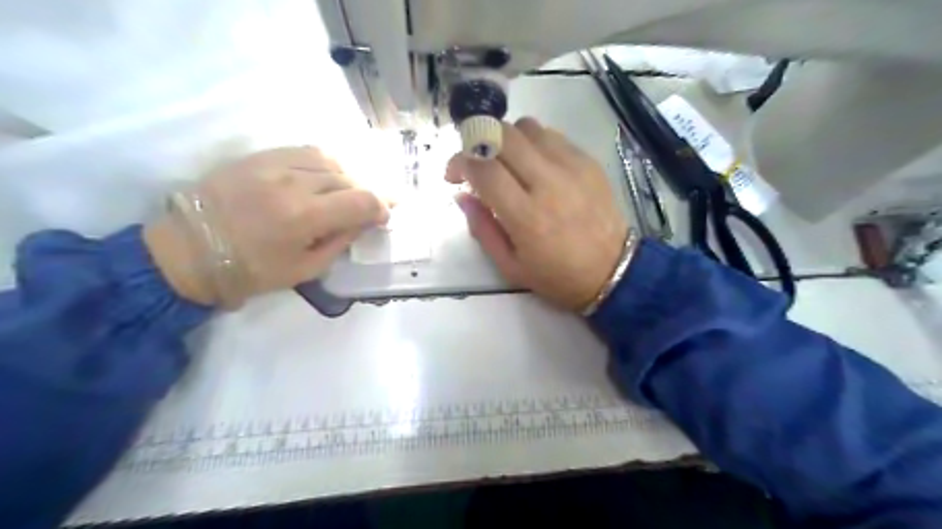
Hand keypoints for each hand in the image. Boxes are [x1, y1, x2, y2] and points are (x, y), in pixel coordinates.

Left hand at [145, 147, 385, 307]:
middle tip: (368, 209)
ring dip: (346, 177)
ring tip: (345, 193)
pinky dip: (323, 163)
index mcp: (305, 217)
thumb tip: (363, 222)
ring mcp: (274, 164)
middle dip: (365, 194)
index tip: (383, 217)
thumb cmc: (250, 271)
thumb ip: (340, 242)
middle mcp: (293, 183)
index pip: (362, 200)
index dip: (381, 207)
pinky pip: (305, 150)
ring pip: (329, 160)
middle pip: (348, 178)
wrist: (188, 250)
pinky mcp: (259, 156)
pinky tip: (323, 176)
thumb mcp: (305, 269)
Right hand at [445, 118, 627, 311]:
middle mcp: (548, 183)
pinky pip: (552, 135)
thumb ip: (482, 229)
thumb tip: (462, 196)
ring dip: (506, 139)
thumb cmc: (557, 276)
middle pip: (502, 135)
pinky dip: (532, 142)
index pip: (483, 167)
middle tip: (475, 161)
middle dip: (477, 141)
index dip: (459, 162)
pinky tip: (533, 164)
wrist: (614, 271)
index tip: (454, 175)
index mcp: (526, 216)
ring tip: (505, 162)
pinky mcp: (588, 161)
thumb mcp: (510, 266)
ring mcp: (572, 167)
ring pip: (526, 127)